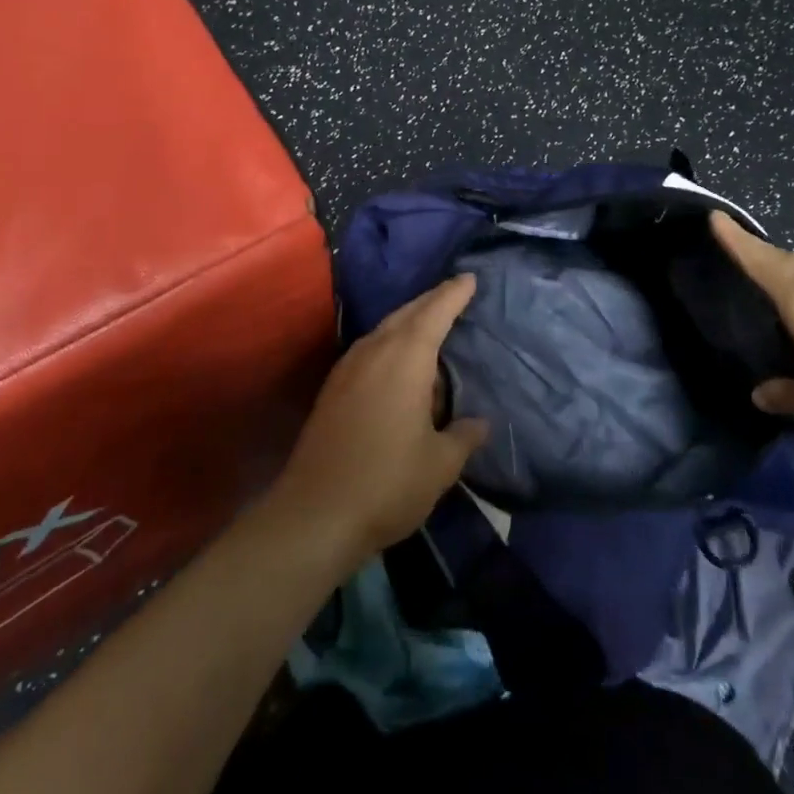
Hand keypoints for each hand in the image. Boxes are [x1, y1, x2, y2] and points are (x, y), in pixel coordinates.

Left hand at [269, 276, 488, 565]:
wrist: (314, 515)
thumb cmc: (387, 483)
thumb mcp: (440, 464)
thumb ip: (463, 437)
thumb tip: (479, 423)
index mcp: (405, 358)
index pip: (435, 312)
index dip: (453, 294)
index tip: (469, 278)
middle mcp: (374, 351)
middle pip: (407, 313)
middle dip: (431, 301)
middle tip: (454, 294)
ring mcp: (348, 368)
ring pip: (384, 330)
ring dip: (409, 322)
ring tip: (431, 327)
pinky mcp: (333, 389)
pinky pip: (370, 349)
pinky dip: (391, 344)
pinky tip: (398, 365)